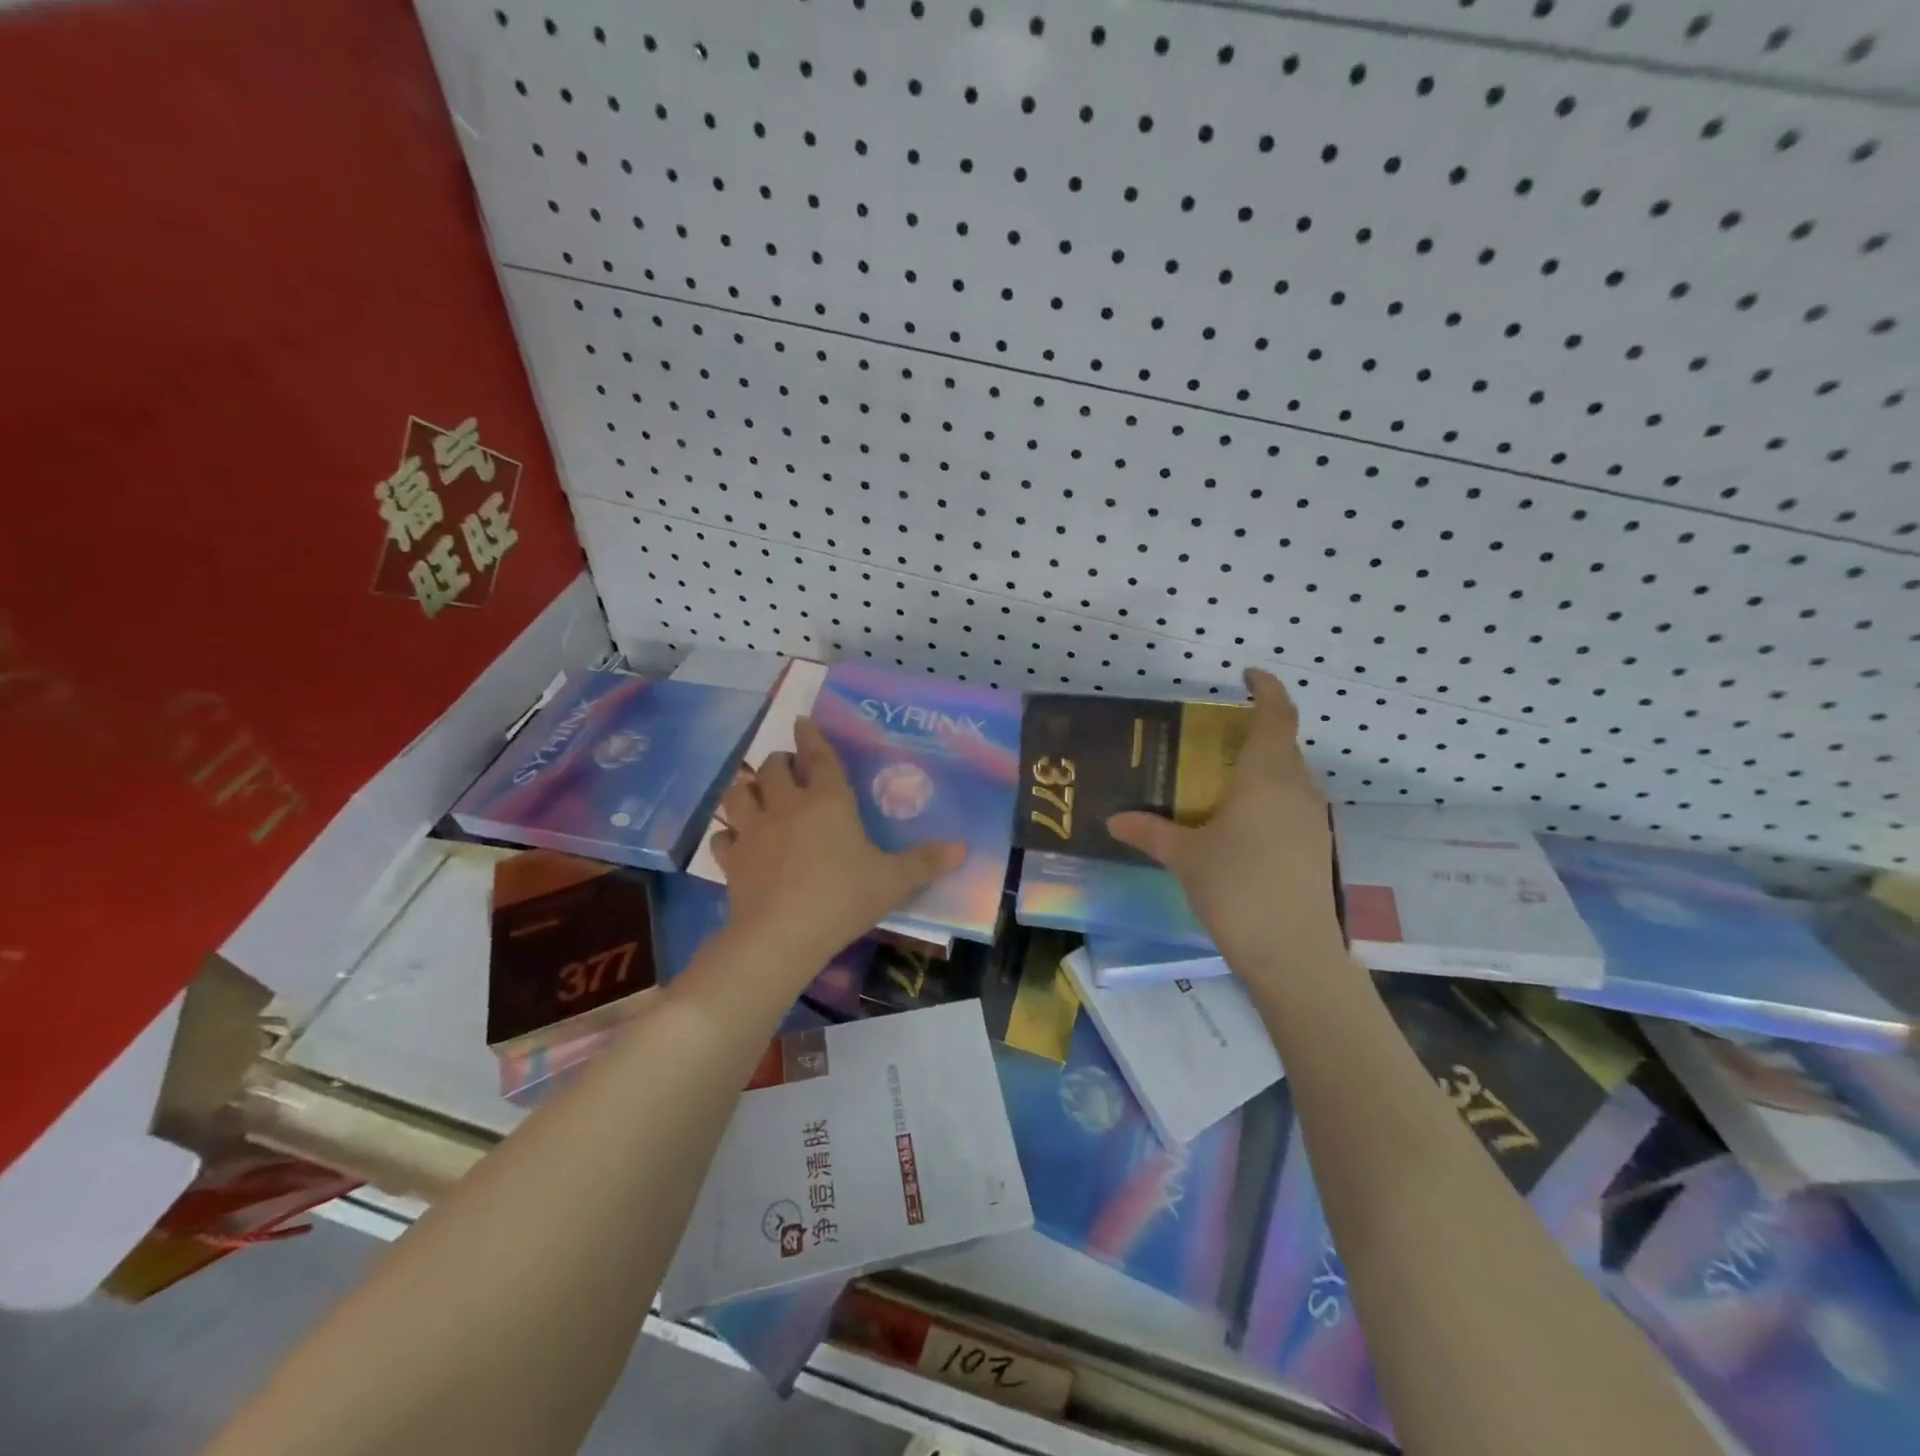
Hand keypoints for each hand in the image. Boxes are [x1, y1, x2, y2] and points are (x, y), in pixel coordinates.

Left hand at [710, 717, 963, 970]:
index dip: (811, 737)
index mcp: (828, 802)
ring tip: (752, 788)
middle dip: (779, 761)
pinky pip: (722, 838)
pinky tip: (732, 839)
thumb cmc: (844, 898)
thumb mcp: (893, 881)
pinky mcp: (732, 860)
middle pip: (773, 769)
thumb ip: (925, 863)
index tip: (802, 720)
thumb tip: (963, 849)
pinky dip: (726, 834)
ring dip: (745, 786)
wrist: (783, 934)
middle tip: (786, 765)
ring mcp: (754, 831)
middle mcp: (787, 806)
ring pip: (739, 794)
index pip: (819, 758)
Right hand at [1107, 669, 1344, 980]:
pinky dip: (1269, 800)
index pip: (1276, 714)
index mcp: (1266, 775)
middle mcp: (1297, 787)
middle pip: (1282, 745)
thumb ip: (1150, 831)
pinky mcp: (1318, 847)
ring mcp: (1313, 819)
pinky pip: (1292, 806)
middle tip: (1212, 740)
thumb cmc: (1235, 887)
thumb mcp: (1185, 856)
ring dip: (1261, 770)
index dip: (1267, 688)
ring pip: (1289, 777)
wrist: (1293, 952)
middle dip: (1252, 734)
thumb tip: (1114, 819)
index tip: (1248, 675)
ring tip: (1221, 784)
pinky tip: (1241, 827)